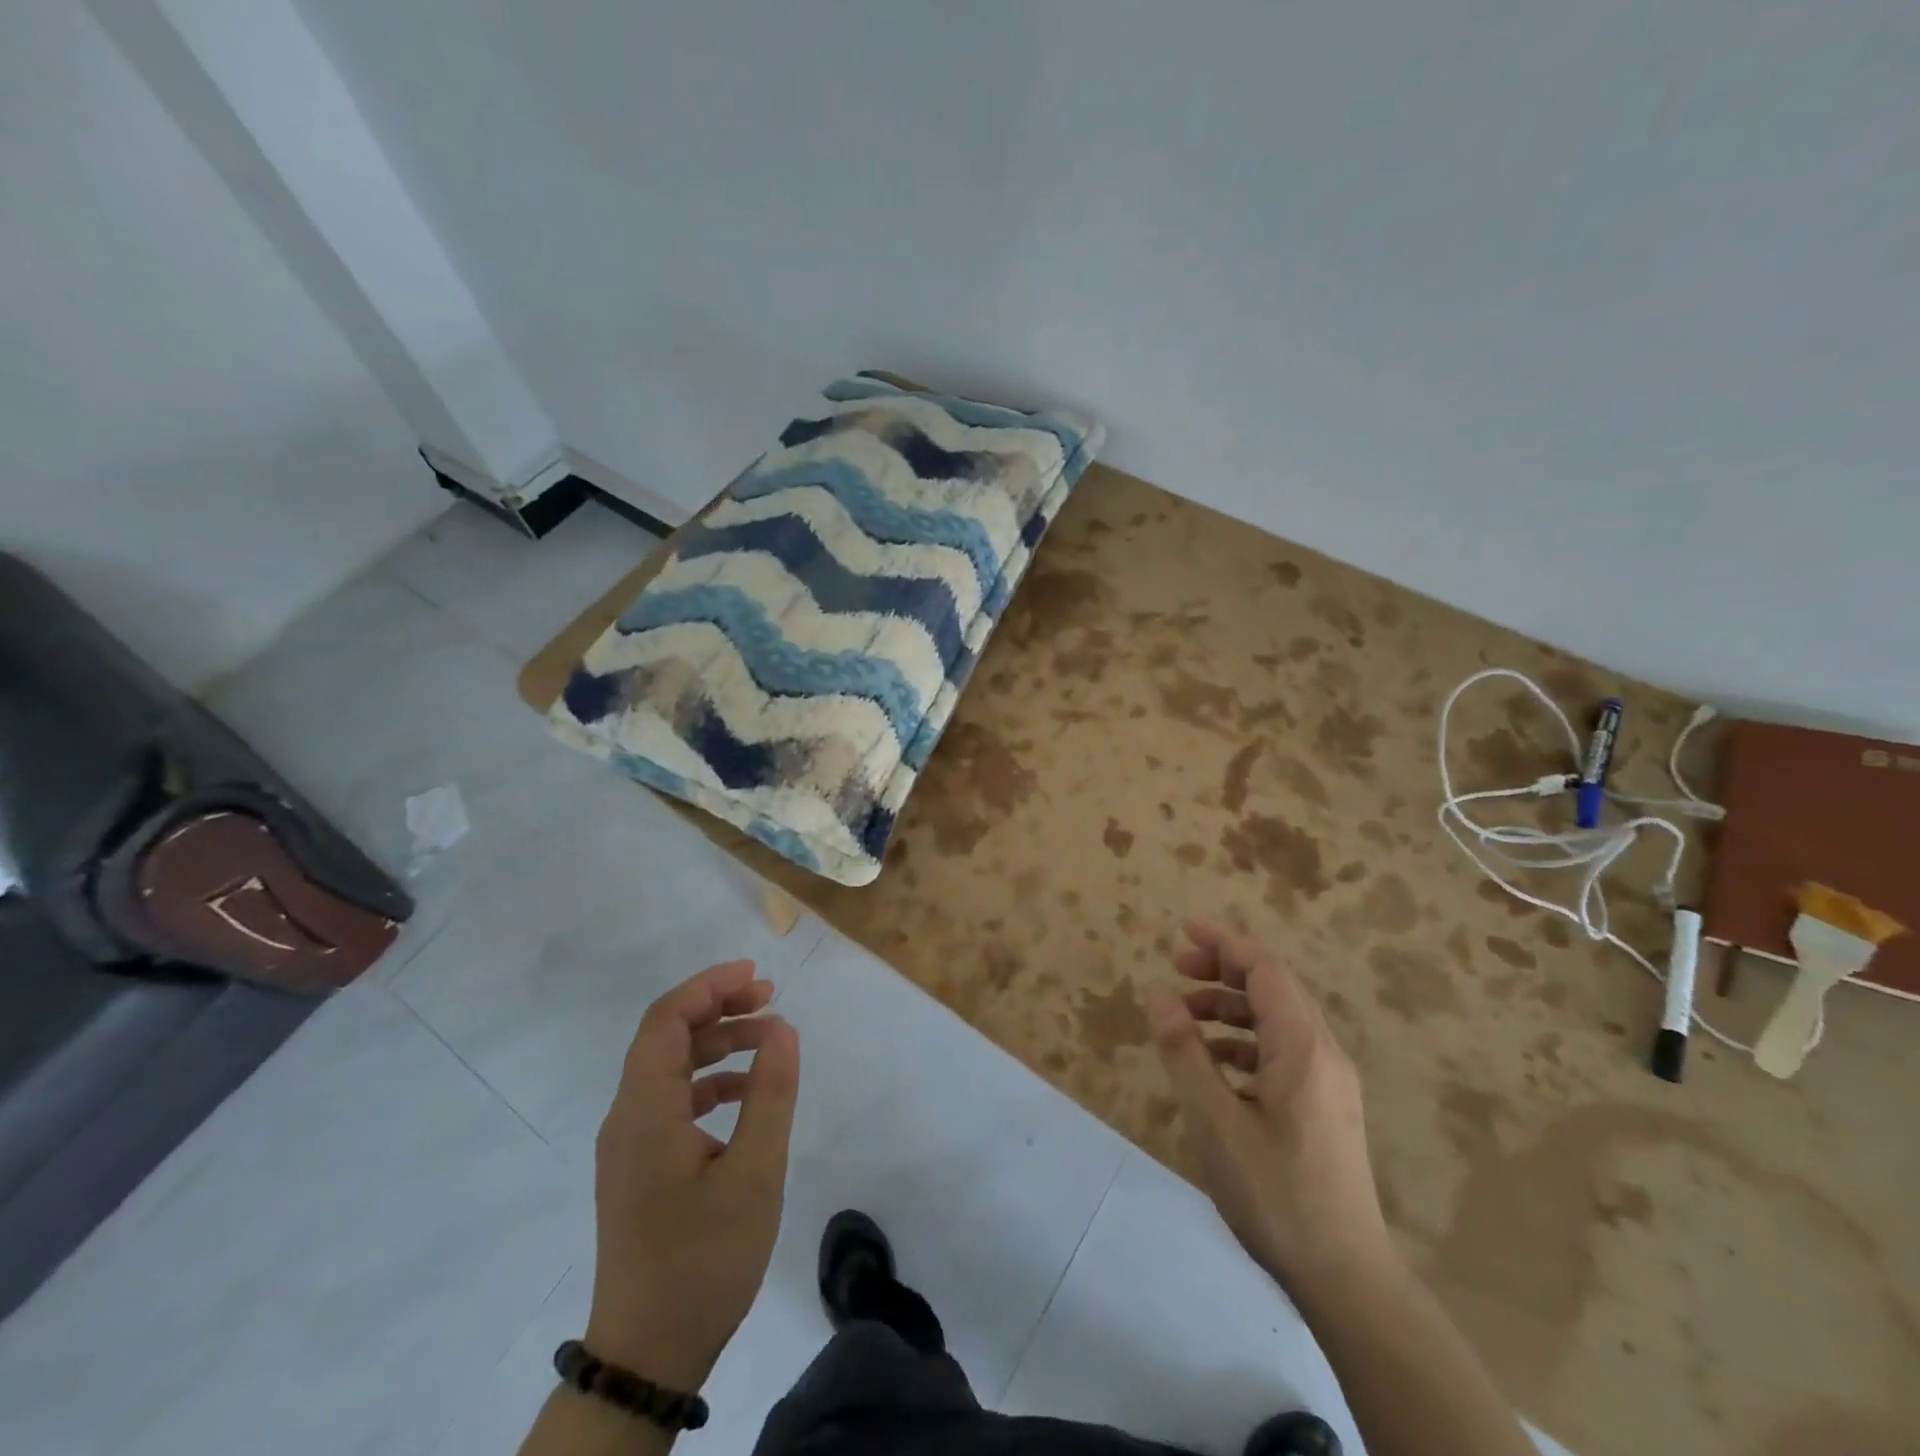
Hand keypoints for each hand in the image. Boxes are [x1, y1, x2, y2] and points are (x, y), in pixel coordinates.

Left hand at [585, 960, 800, 1391]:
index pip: (666, 1019)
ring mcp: (630, 1146)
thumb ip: (770, 1094)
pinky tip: (746, 1094)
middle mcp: (627, 1118)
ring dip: (717, 1044)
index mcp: (644, 1111)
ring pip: (670, 1068)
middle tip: (770, 998)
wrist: (647, 1356)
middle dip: (719, 1008)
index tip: (757, 974)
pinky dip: (710, 1082)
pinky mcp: (639, 1169)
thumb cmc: (702, 1258)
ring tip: (769, 1038)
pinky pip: (671, 1101)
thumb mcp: (754, 1172)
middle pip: (667, 1037)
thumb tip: (783, 1030)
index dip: (710, 986)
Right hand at [1149, 922, 1390, 1290]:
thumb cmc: (1276, 1194)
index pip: (1265, 969)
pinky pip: (1282, 1050)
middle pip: (1274, 987)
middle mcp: (1323, 1053)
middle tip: (1176, 970)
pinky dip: (1244, 1040)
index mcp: (1303, 1047)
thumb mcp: (1216, 1122)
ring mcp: (1329, 1081)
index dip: (1224, 943)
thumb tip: (1161, 996)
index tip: (1183, 930)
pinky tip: (1214, 1063)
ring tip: (1184, 1018)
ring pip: (1277, 1019)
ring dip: (1231, 1007)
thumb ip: (1186, 1054)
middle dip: (1223, 969)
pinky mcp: (1325, 1106)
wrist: (1346, 1278)